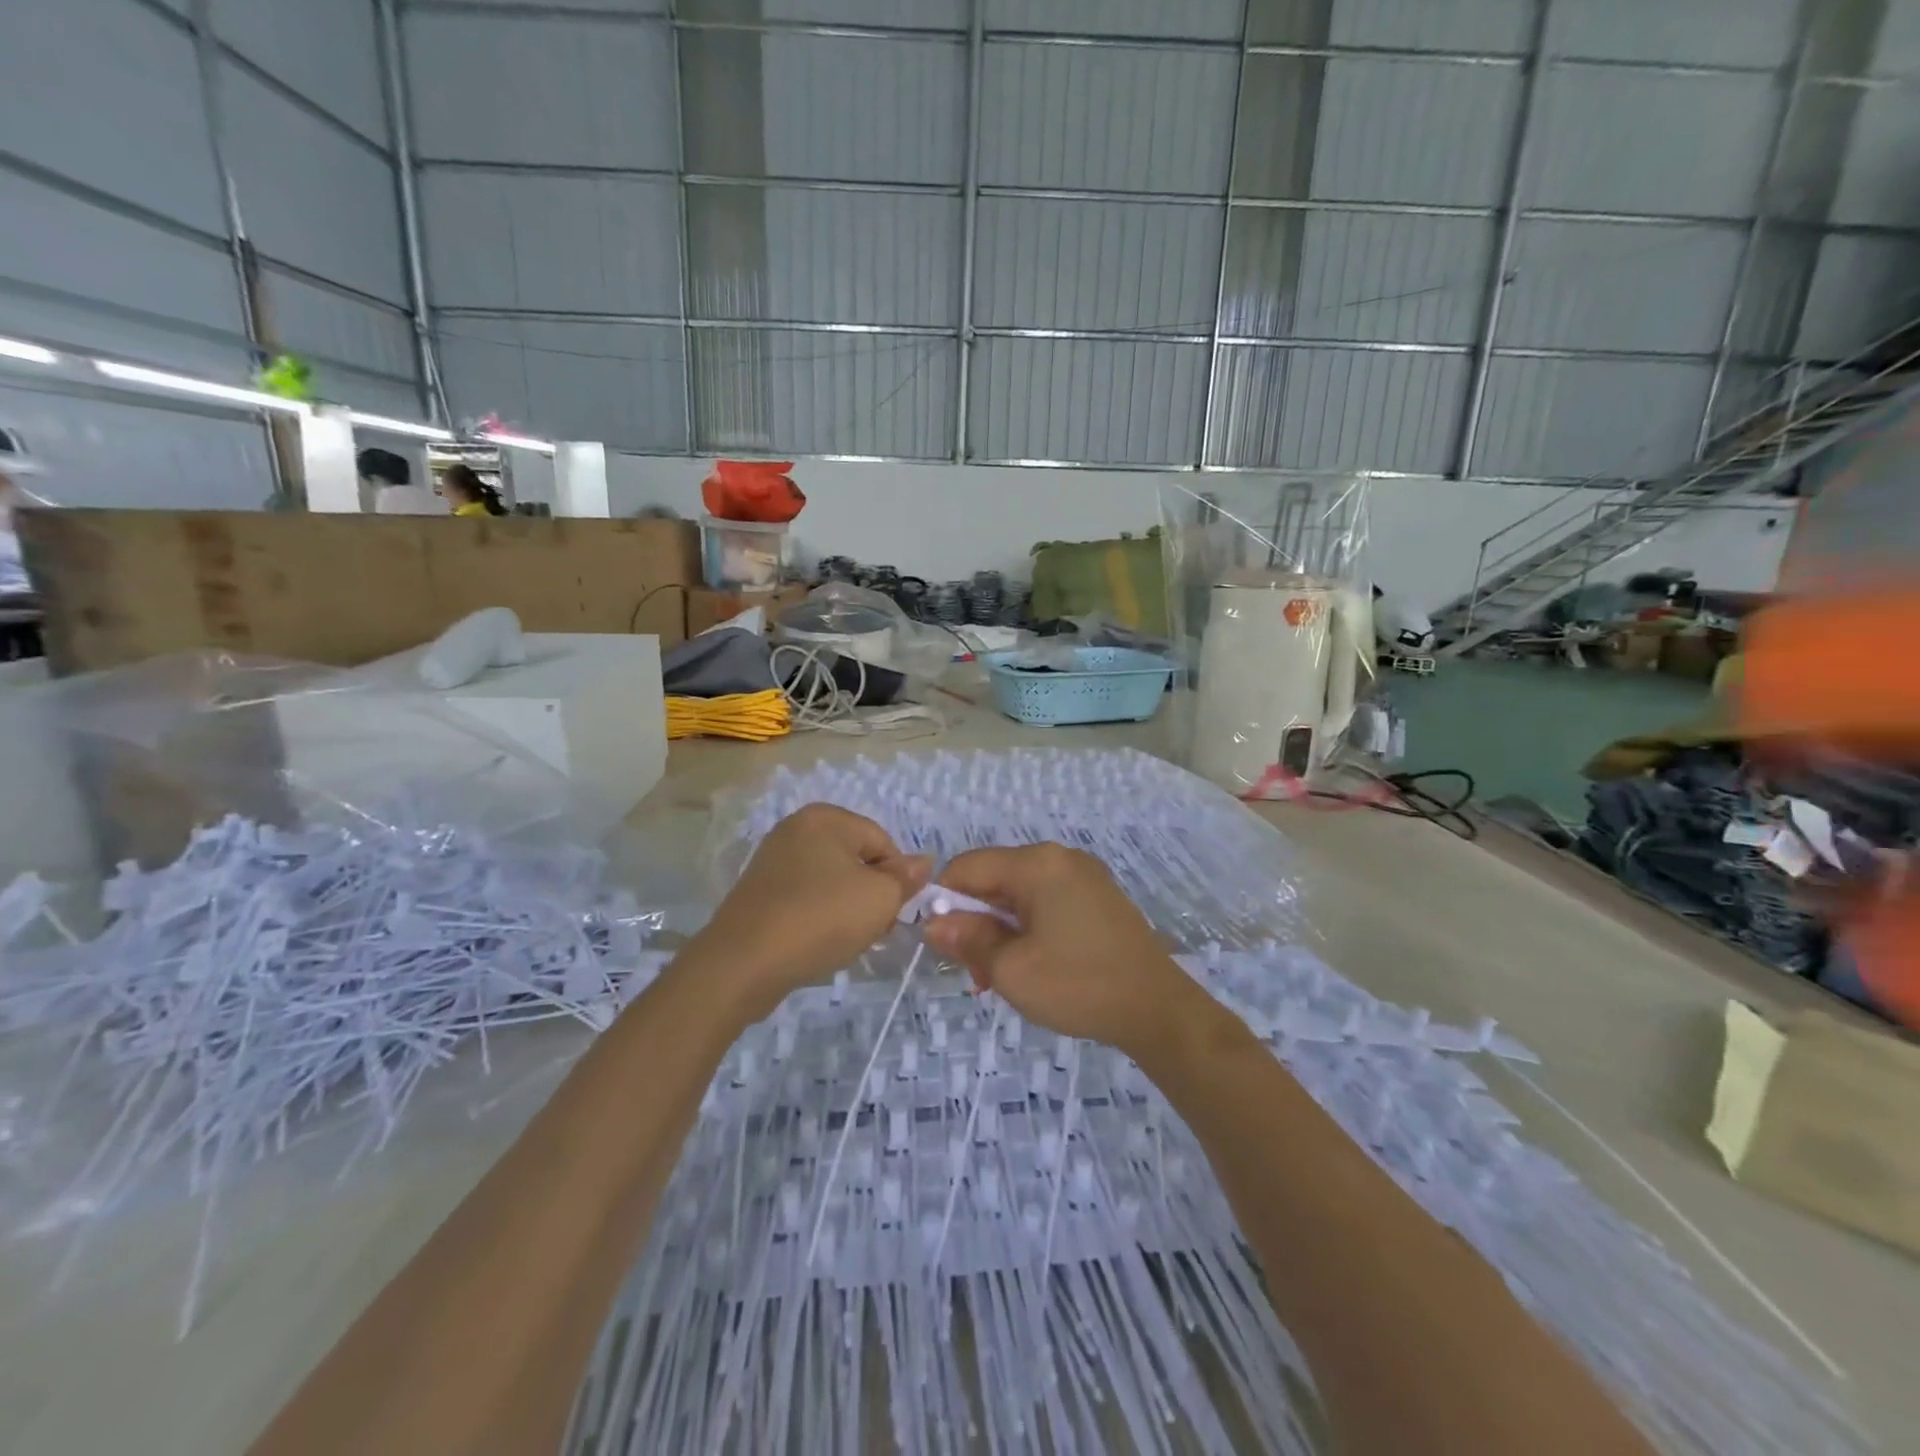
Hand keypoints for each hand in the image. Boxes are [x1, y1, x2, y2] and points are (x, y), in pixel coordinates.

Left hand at [693, 804, 929, 1018]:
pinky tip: (818, 942)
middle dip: (872, 894)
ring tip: (844, 940)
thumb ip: (906, 878)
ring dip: (847, 908)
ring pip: (831, 881)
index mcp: (825, 818)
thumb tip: (923, 862)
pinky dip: (818, 916)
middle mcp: (796, 828)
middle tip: (873, 930)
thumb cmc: (820, 919)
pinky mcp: (759, 891)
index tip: (892, 913)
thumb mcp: (880, 898)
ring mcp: (773, 859)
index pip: (883, 842)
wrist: (743, 963)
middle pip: (856, 859)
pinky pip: (805, 897)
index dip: (896, 879)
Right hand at [923, 844, 1210, 1061]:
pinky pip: (1047, 902)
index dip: (944, 901)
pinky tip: (1033, 965)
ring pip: (1020, 895)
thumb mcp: (1011, 969)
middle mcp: (1060, 858)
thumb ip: (967, 939)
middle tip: (977, 973)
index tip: (942, 944)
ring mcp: (1084, 876)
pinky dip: (1029, 929)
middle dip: (976, 922)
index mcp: (1037, 864)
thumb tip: (933, 923)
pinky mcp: (1099, 897)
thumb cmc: (1078, 985)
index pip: (967, 866)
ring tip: (1003, 977)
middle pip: (995, 879)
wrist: (1158, 1009)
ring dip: (1002, 931)